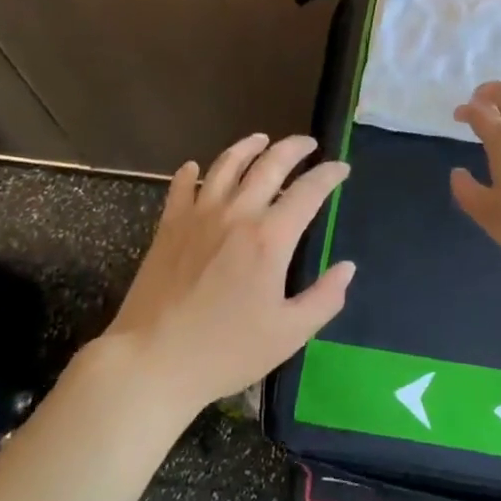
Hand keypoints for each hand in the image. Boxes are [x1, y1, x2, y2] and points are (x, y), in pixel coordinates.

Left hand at [104, 134, 352, 410]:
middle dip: (294, 148)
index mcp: (270, 238)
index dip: (328, 175)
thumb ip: (324, 298)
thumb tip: (347, 268)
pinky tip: (195, 167)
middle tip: (308, 144)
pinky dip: (190, 172)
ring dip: (247, 147)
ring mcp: (198, 216)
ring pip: (226, 165)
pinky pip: (181, 187)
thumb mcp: (289, 334)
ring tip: (261, 139)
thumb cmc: (226, 351)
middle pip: (269, 165)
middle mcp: (236, 214)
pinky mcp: (169, 227)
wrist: (153, 361)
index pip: (308, 191)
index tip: (341, 168)